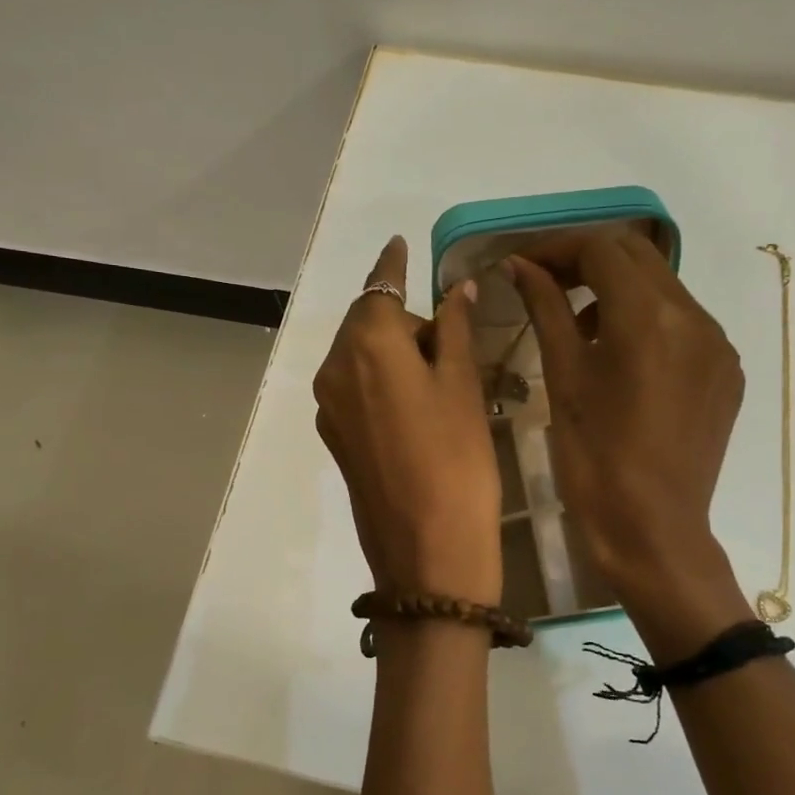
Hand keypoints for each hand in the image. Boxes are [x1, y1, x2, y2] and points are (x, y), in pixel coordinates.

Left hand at [314, 237, 501, 606]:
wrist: (427, 552)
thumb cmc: (457, 458)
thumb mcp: (463, 385)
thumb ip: (454, 328)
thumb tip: (454, 289)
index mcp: (367, 345)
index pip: (380, 288)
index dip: (393, 265)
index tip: (400, 243)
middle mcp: (335, 369)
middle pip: (369, 324)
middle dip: (406, 322)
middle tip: (453, 343)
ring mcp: (330, 407)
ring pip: (362, 358)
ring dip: (395, 354)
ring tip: (440, 381)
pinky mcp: (336, 438)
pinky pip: (358, 390)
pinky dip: (382, 382)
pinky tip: (416, 409)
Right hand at [509, 232, 751, 651]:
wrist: (652, 531)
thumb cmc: (595, 459)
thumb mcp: (563, 378)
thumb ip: (546, 310)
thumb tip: (522, 266)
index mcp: (649, 318)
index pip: (602, 249)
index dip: (557, 248)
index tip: (523, 267)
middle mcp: (696, 318)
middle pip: (638, 256)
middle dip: (588, 260)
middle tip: (547, 284)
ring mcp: (718, 345)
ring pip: (664, 287)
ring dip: (618, 288)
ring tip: (581, 324)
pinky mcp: (727, 372)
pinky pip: (685, 322)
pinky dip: (647, 319)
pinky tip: (622, 355)